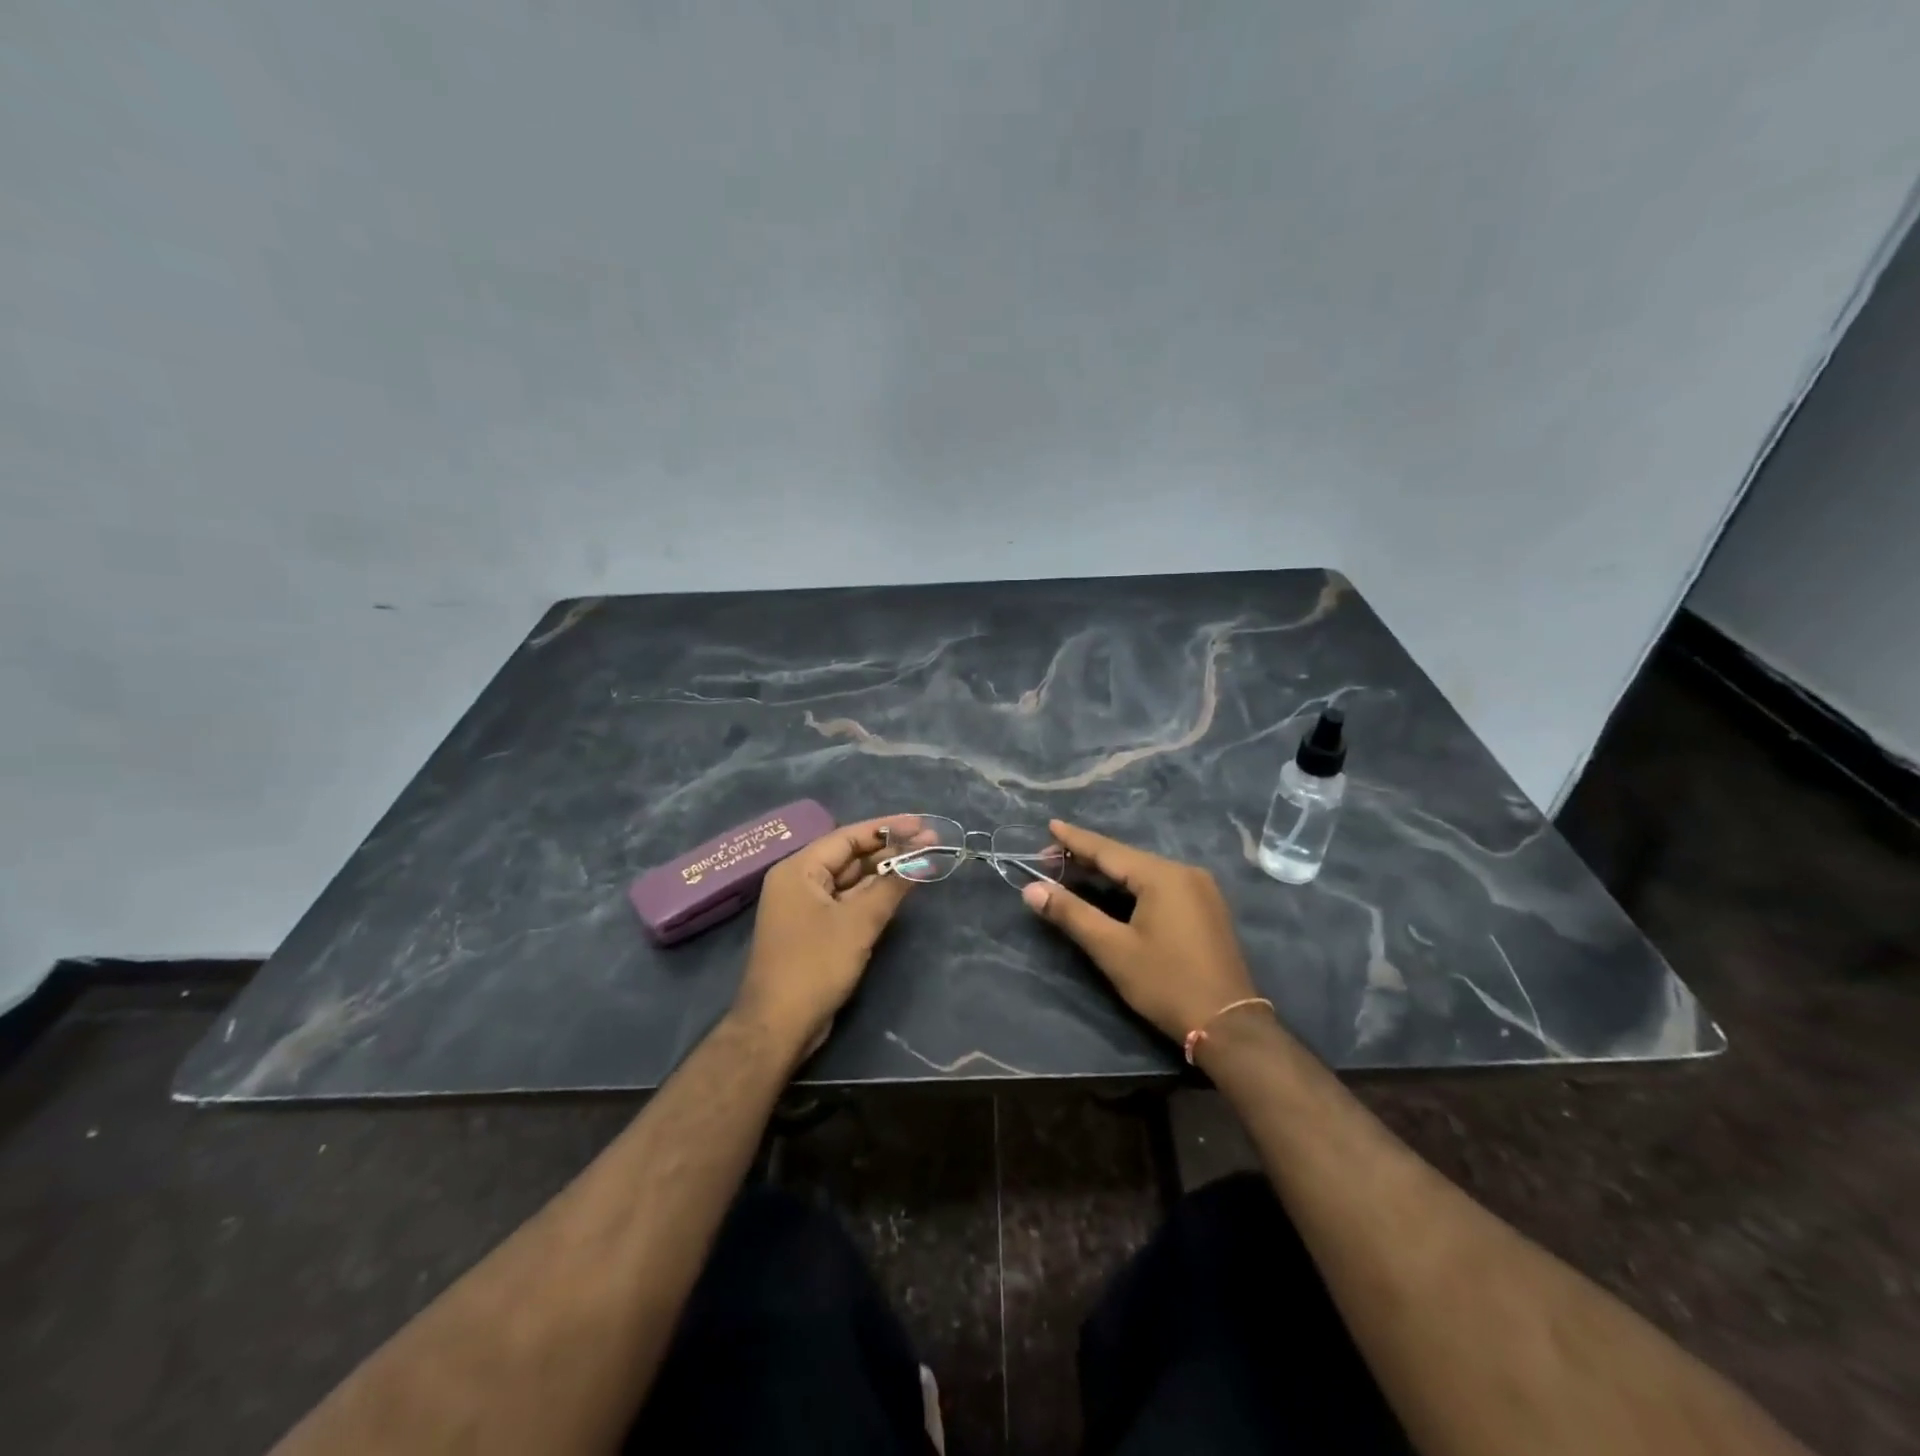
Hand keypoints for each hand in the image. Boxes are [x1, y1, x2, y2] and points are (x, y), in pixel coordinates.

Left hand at [732, 814, 919, 1060]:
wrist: (778, 1026)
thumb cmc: (815, 965)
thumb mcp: (858, 922)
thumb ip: (890, 887)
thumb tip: (920, 860)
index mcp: (798, 869)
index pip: (847, 836)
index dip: (887, 828)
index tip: (921, 824)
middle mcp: (798, 882)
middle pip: (850, 856)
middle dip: (889, 850)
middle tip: (930, 843)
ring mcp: (805, 908)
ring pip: (850, 880)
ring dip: (884, 873)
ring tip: (922, 861)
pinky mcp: (815, 931)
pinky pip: (847, 902)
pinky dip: (872, 896)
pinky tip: (899, 890)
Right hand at [1020, 819, 1261, 1043]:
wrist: (1229, 1026)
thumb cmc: (1166, 983)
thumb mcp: (1113, 949)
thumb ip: (1072, 914)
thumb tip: (1031, 890)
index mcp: (1162, 875)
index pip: (1108, 850)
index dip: (1075, 839)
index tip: (1049, 825)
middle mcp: (1184, 872)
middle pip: (1126, 858)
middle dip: (1088, 857)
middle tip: (1050, 858)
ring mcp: (1200, 889)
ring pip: (1143, 871)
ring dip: (1109, 872)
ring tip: (1074, 871)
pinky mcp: (1205, 908)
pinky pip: (1160, 885)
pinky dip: (1131, 885)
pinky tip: (1113, 891)